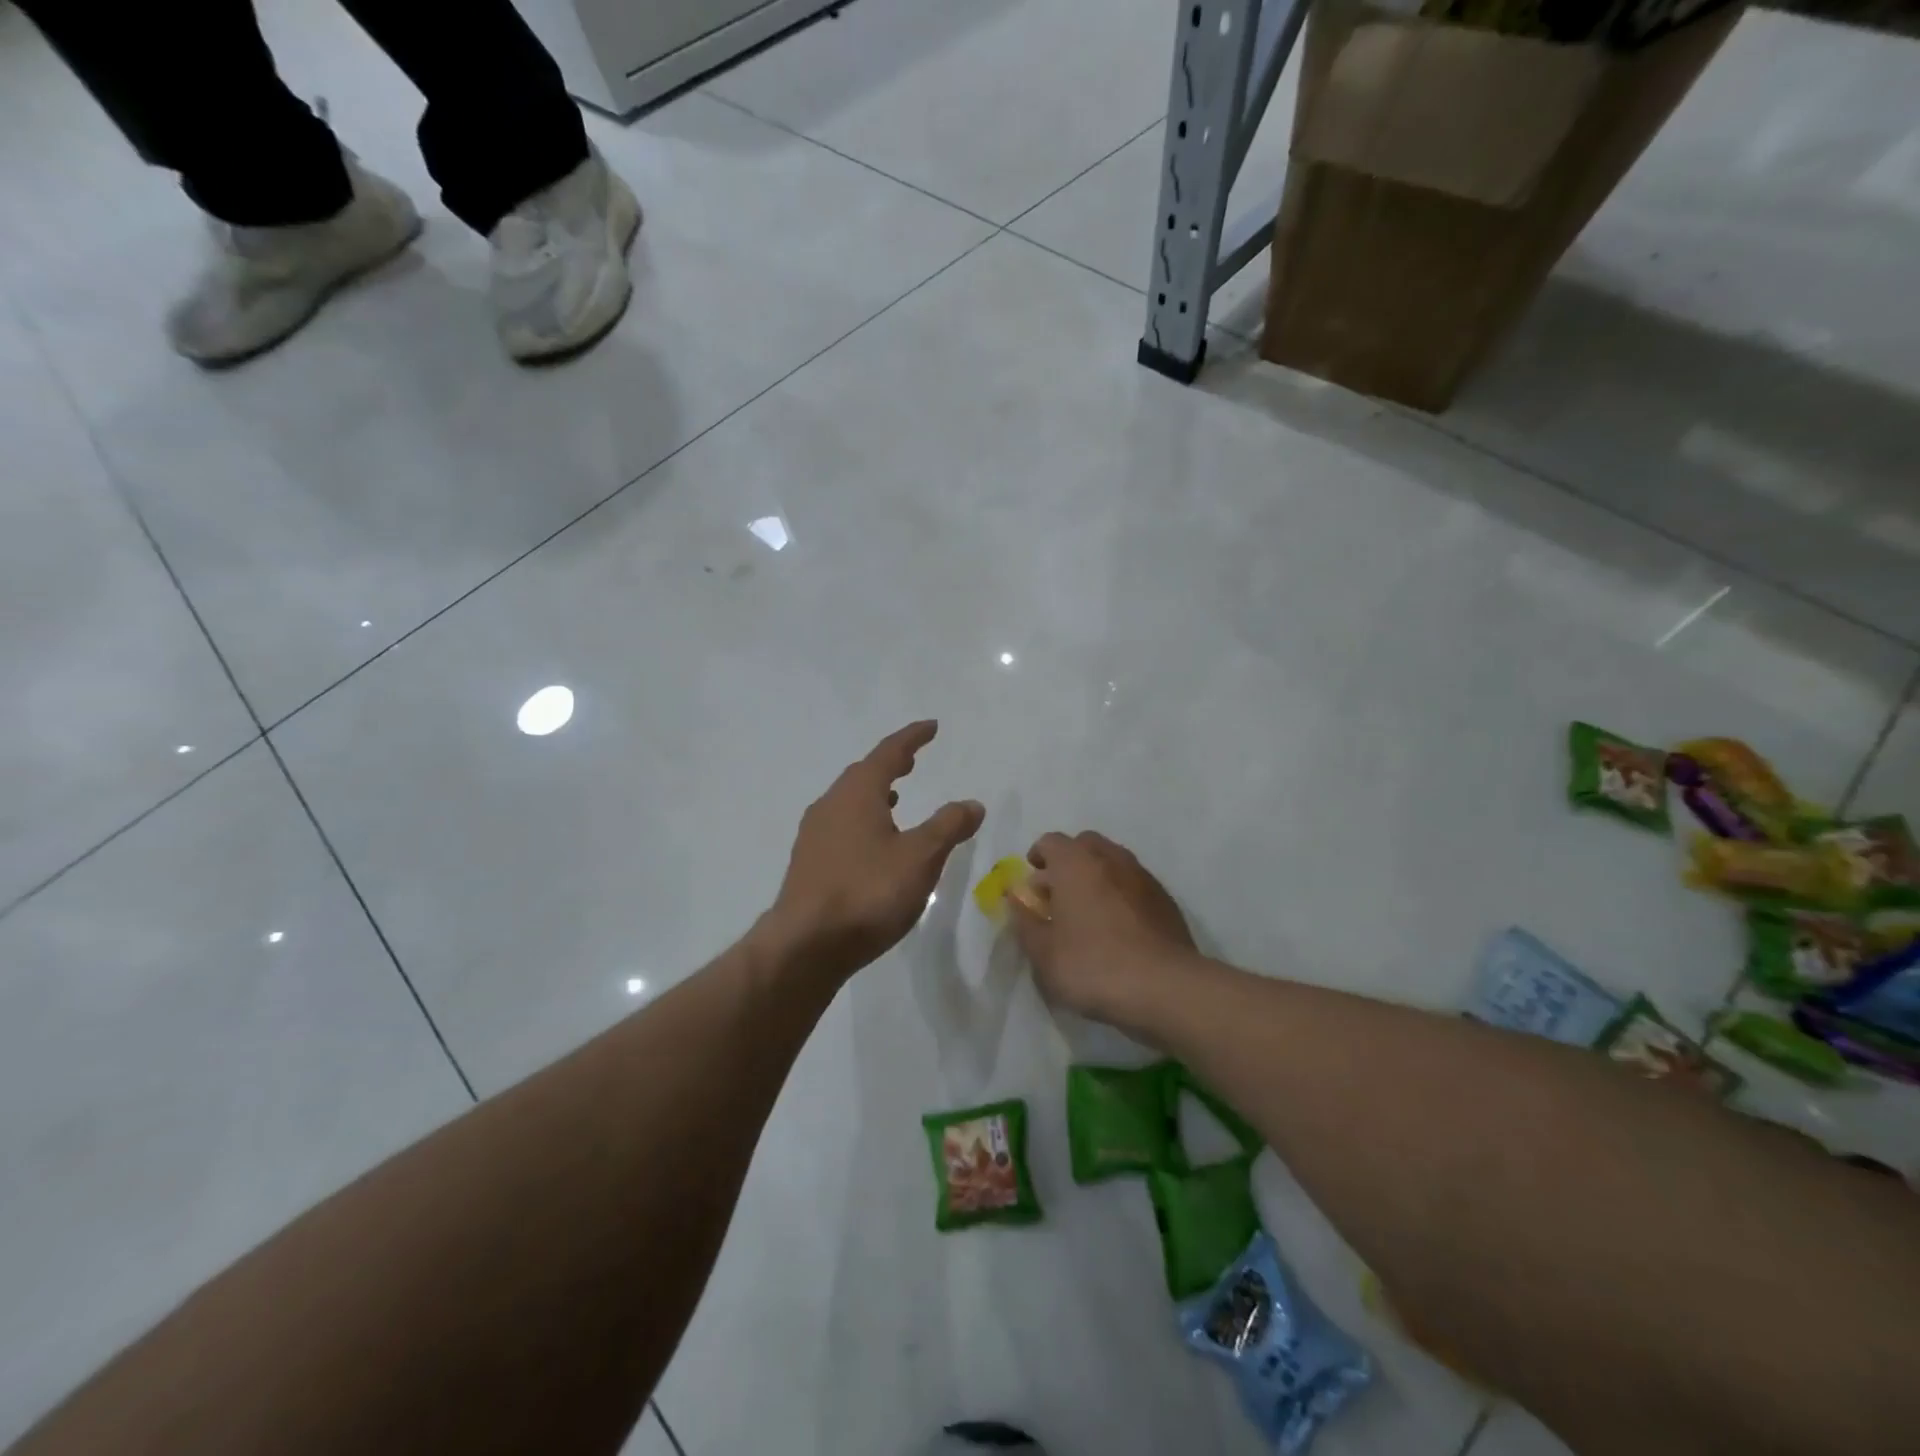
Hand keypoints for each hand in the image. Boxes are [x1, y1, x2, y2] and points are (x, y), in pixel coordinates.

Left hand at [766, 722, 984, 981]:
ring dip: (874, 793)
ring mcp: (814, 835)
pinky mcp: (808, 863)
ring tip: (896, 799)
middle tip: (912, 760)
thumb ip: (948, 826)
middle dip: (890, 764)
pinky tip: (873, 844)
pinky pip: (840, 826)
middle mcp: (830, 805)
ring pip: (848, 801)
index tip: (931, 727)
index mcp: (857, 794)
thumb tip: (972, 804)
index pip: (888, 753)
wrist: (806, 945)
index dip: (912, 738)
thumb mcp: (920, 858)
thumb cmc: (867, 892)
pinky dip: (862, 820)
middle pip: (863, 774)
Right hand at [1010, 831, 1198, 1025]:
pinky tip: (1118, 927)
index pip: (1051, 842)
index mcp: (1076, 863)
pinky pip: (1134, 884)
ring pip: (1113, 862)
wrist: (1164, 988)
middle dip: (1068, 862)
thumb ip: (1025, 922)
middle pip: (1085, 845)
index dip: (1037, 857)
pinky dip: (1121, 894)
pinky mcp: (1166, 899)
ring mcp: (1142, 877)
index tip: (1032, 882)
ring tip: (1089, 911)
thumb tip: (1017, 900)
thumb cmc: (1092, 966)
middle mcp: (1110, 858)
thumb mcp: (1043, 954)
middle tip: (1059, 894)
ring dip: (1097, 876)